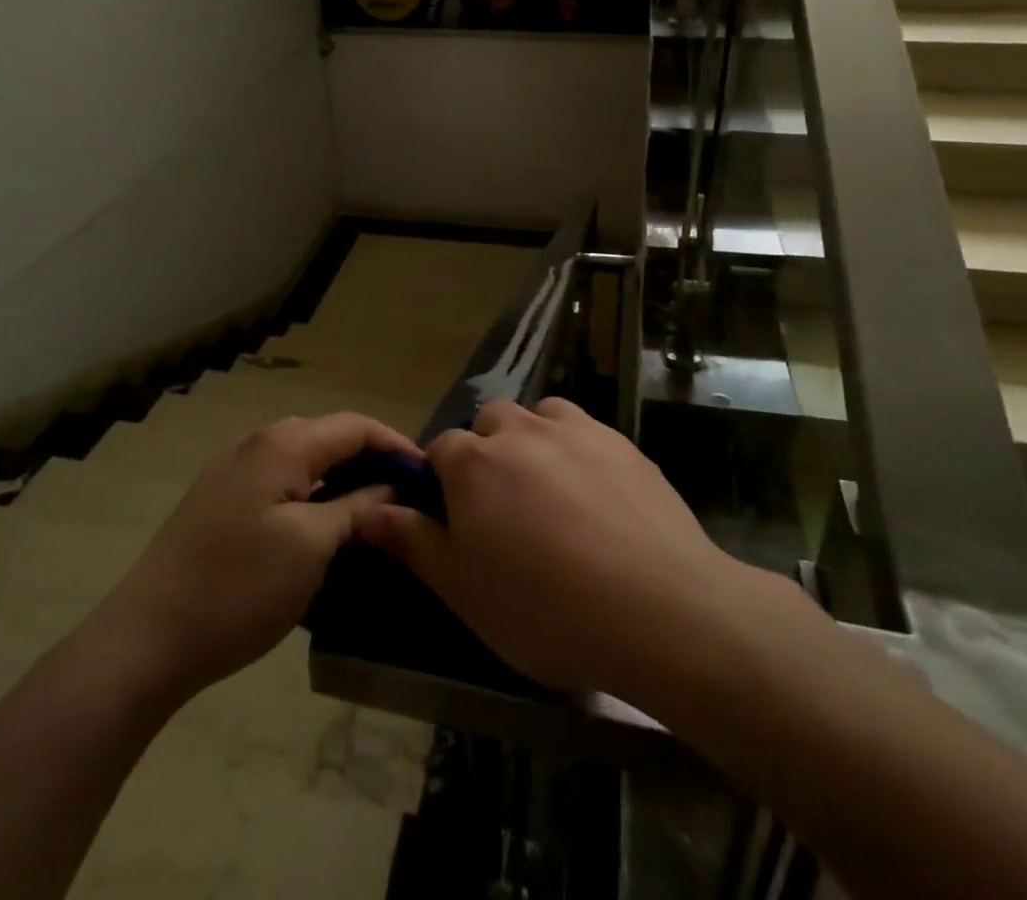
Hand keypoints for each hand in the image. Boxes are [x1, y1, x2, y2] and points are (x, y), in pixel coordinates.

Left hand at [99, 412, 422, 700]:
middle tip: (403, 497)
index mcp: (283, 445)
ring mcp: (233, 470)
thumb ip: (356, 507)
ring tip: (370, 512)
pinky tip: (320, 526)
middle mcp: (257, 443)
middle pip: (329, 437)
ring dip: (339, 478)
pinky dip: (310, 493)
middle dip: (370, 460)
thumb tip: (390, 487)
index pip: (355, 426)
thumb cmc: (239, 588)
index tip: (428, 475)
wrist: (146, 638)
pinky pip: (279, 481)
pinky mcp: (219, 499)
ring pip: (303, 460)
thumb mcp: (312, 547)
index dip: (396, 444)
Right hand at [359, 398, 773, 701]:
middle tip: (504, 510)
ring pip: (538, 417)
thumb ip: (412, 542)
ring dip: (532, 441)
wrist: (660, 608)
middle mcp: (520, 430)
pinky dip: (576, 449)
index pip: (440, 451)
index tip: (456, 521)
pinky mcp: (621, 442)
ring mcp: (575, 430)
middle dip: (487, 453)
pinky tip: (595, 495)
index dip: (441, 482)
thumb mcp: (463, 590)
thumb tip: (367, 512)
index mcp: (473, 462)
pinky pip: (584, 430)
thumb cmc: (545, 608)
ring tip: (548, 493)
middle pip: (489, 423)